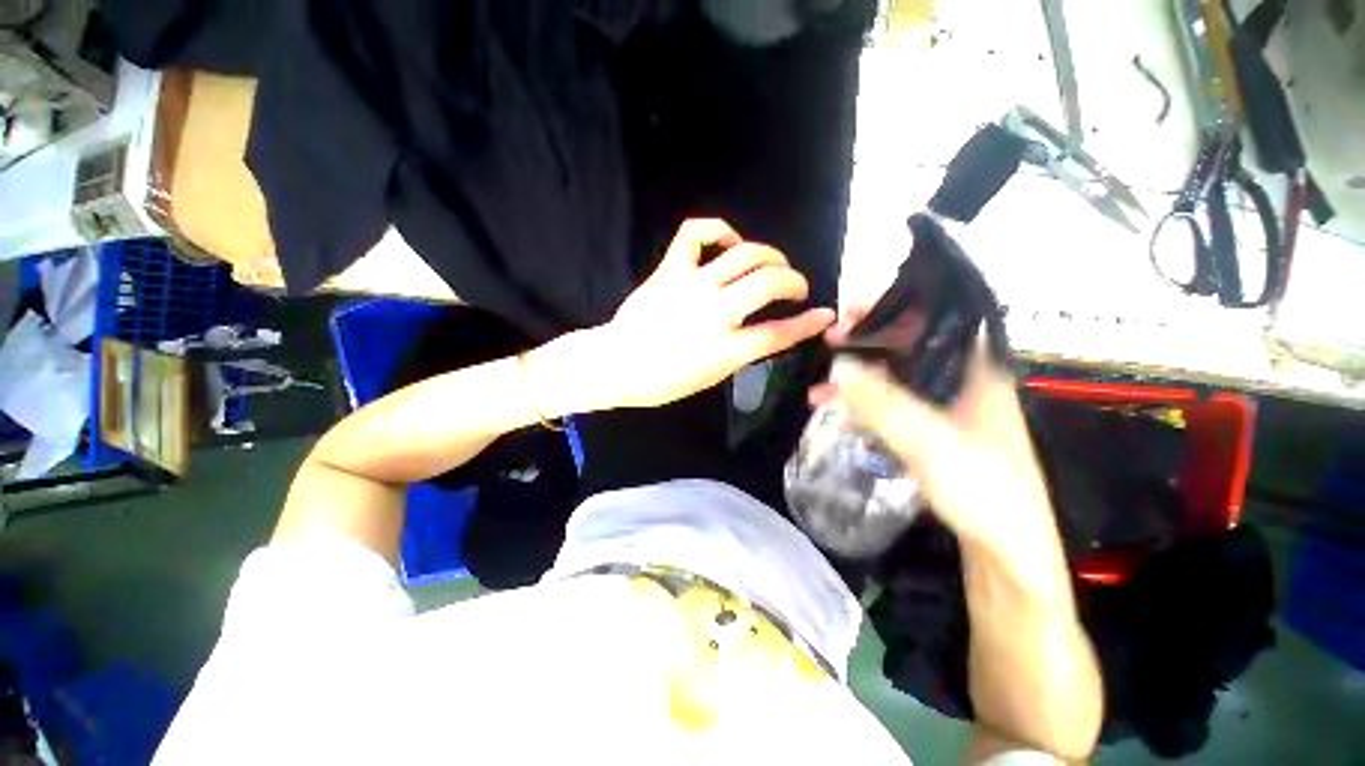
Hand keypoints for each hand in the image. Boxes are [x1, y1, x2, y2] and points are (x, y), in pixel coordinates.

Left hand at [581, 219, 834, 408]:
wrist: (618, 364)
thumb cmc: (664, 380)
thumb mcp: (712, 376)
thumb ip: (741, 351)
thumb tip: (763, 331)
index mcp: (725, 349)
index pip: (778, 333)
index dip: (807, 324)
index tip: (824, 315)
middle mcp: (714, 312)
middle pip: (769, 284)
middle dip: (794, 280)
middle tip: (796, 286)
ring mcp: (692, 286)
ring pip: (744, 254)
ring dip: (769, 255)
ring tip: (773, 263)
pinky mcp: (671, 270)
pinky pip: (696, 233)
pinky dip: (718, 230)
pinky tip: (729, 241)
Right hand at [814, 314, 1062, 572]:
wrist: (1006, 554)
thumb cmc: (983, 492)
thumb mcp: (930, 443)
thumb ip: (883, 403)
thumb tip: (838, 364)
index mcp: (976, 372)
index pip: (940, 318)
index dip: (900, 304)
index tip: (856, 307)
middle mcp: (962, 383)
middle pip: (912, 344)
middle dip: (869, 339)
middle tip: (830, 339)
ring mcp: (945, 409)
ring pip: (896, 376)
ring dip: (859, 374)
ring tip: (821, 379)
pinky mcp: (931, 433)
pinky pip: (890, 405)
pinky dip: (863, 403)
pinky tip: (835, 410)